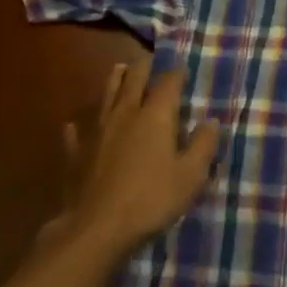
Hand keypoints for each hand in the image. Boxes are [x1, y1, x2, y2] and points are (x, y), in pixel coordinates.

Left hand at [47, 59, 220, 264]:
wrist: (97, 229)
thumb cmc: (152, 198)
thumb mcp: (191, 175)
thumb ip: (203, 145)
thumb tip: (211, 122)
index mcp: (155, 116)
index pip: (168, 83)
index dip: (177, 73)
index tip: (183, 67)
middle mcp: (125, 114)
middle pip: (134, 81)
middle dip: (143, 67)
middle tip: (149, 58)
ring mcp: (97, 132)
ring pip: (105, 97)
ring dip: (114, 81)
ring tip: (119, 69)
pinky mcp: (76, 154)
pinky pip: (77, 133)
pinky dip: (79, 126)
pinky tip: (75, 125)